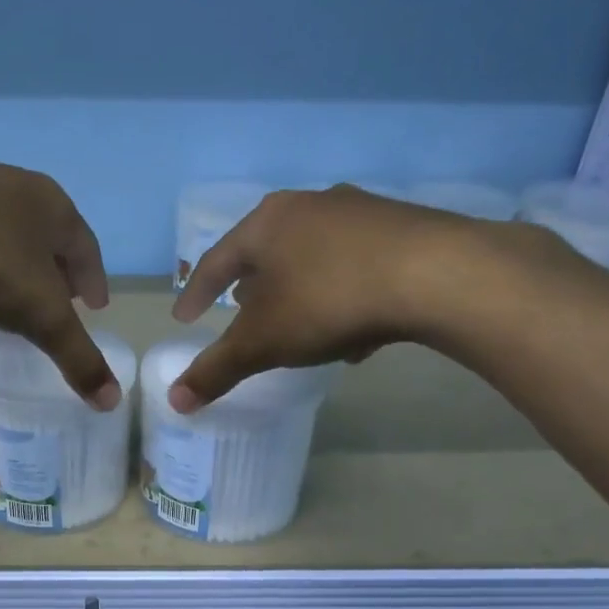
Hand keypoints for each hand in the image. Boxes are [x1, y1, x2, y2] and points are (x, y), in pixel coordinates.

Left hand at [0, 149, 117, 408]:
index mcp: (51, 207)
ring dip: (3, 277)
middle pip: (41, 238)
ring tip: (4, 312)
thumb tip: (111, 401)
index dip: (93, 280)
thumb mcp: (41, 315)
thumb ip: (76, 356)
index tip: (96, 307)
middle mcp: (11, 190)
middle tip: (57, 303)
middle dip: (51, 274)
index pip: (85, 247)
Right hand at [167, 184, 515, 410]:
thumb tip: (174, 402)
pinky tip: (355, 334)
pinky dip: (341, 295)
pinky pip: (354, 266)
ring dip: (298, 290)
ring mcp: (359, 212)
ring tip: (298, 325)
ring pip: (312, 257)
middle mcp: (309, 206)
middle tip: (240, 313)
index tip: (184, 317)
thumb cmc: (327, 302)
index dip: (196, 293)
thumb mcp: (263, 343)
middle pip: (266, 251)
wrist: (434, 275)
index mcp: (266, 224)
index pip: (215, 261)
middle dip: (250, 287)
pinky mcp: (401, 228)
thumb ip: (217, 370)